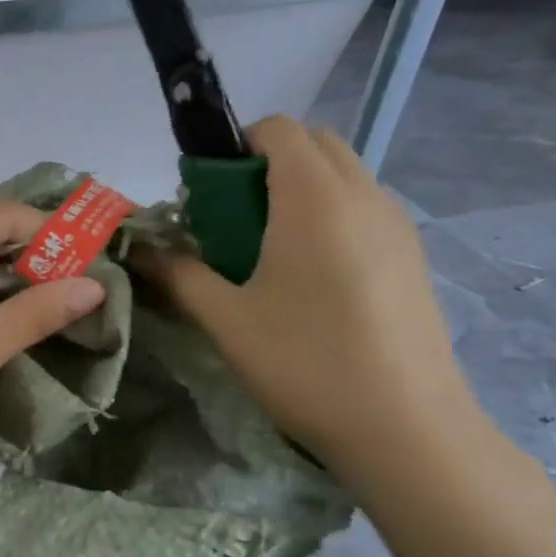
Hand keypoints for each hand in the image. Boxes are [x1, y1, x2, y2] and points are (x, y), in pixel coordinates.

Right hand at [135, 117, 478, 477]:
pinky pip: (362, 208)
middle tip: (232, 219)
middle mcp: (363, 197)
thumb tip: (144, 251)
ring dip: (298, 190)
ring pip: (343, 175)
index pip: (279, 130)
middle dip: (266, 163)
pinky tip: (307, 278)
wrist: (404, 427)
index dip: (236, 145)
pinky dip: (327, 215)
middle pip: (315, 144)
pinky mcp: (411, 255)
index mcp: (314, 200)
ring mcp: (396, 225)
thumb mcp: (225, 319)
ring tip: (266, 251)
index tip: (208, 193)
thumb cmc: (304, 363)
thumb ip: (180, 274)